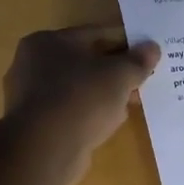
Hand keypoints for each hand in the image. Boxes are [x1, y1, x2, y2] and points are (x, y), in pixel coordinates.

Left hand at [2, 25, 160, 184]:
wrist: (45, 149)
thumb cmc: (80, 98)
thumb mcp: (118, 75)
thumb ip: (137, 61)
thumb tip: (152, 48)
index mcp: (46, 42)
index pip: (93, 35)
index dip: (124, 43)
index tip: (146, 54)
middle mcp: (31, 65)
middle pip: (84, 63)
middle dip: (114, 72)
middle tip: (142, 81)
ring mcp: (30, 97)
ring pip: (78, 89)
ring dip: (104, 95)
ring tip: (131, 104)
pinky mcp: (35, 126)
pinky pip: (70, 112)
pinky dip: (89, 114)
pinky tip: (109, 123)